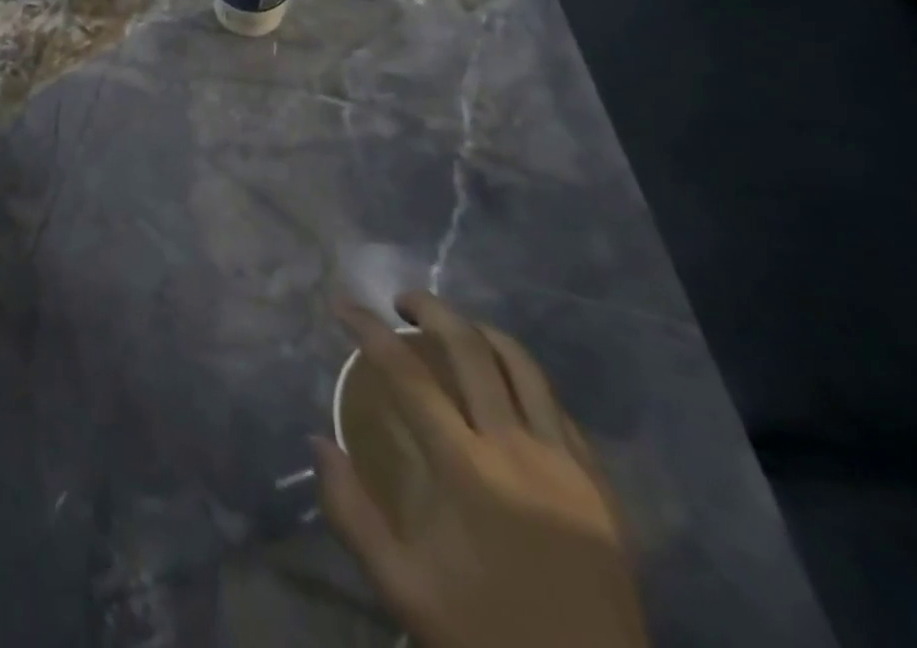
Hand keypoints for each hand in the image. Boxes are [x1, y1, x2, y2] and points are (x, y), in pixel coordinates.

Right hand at [313, 292, 648, 647]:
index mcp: (465, 469)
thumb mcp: (401, 586)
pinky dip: (522, 376)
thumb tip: (318, 442)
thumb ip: (351, 511)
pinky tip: (505, 385)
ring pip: (522, 365)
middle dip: (430, 308)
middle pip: (470, 348)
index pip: (406, 373)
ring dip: (480, 330)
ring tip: (453, 326)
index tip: (342, 305)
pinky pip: (556, 405)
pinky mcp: (599, 483)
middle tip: (400, 301)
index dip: (368, 328)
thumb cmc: (485, 635)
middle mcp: (516, 449)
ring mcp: (565, 463)